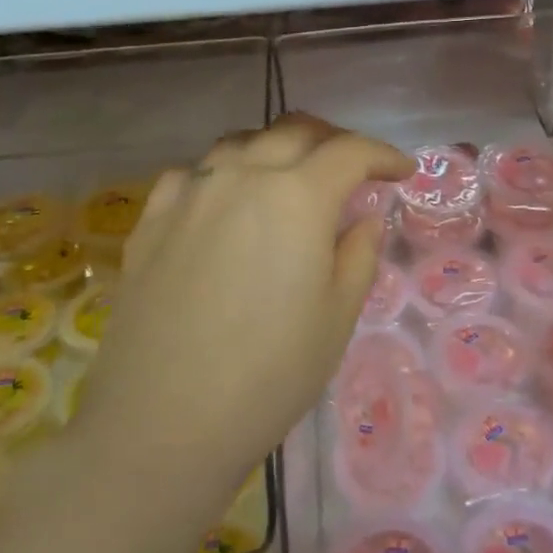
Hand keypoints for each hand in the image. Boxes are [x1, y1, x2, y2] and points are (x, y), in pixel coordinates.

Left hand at [75, 115, 411, 500]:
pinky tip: (224, 201)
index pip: (350, 152)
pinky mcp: (151, 221)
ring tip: (290, 177)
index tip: (401, 171)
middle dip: (333, 141)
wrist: (165, 421)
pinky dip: (222, 175)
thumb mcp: (338, 317)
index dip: (383, 155)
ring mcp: (190, 195)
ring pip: (240, 143)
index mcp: (297, 197)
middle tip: (352, 168)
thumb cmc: (270, 374)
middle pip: (294, 132)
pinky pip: (192, 174)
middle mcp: (241, 177)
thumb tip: (363, 218)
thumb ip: (359, 254)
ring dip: (276, 149)